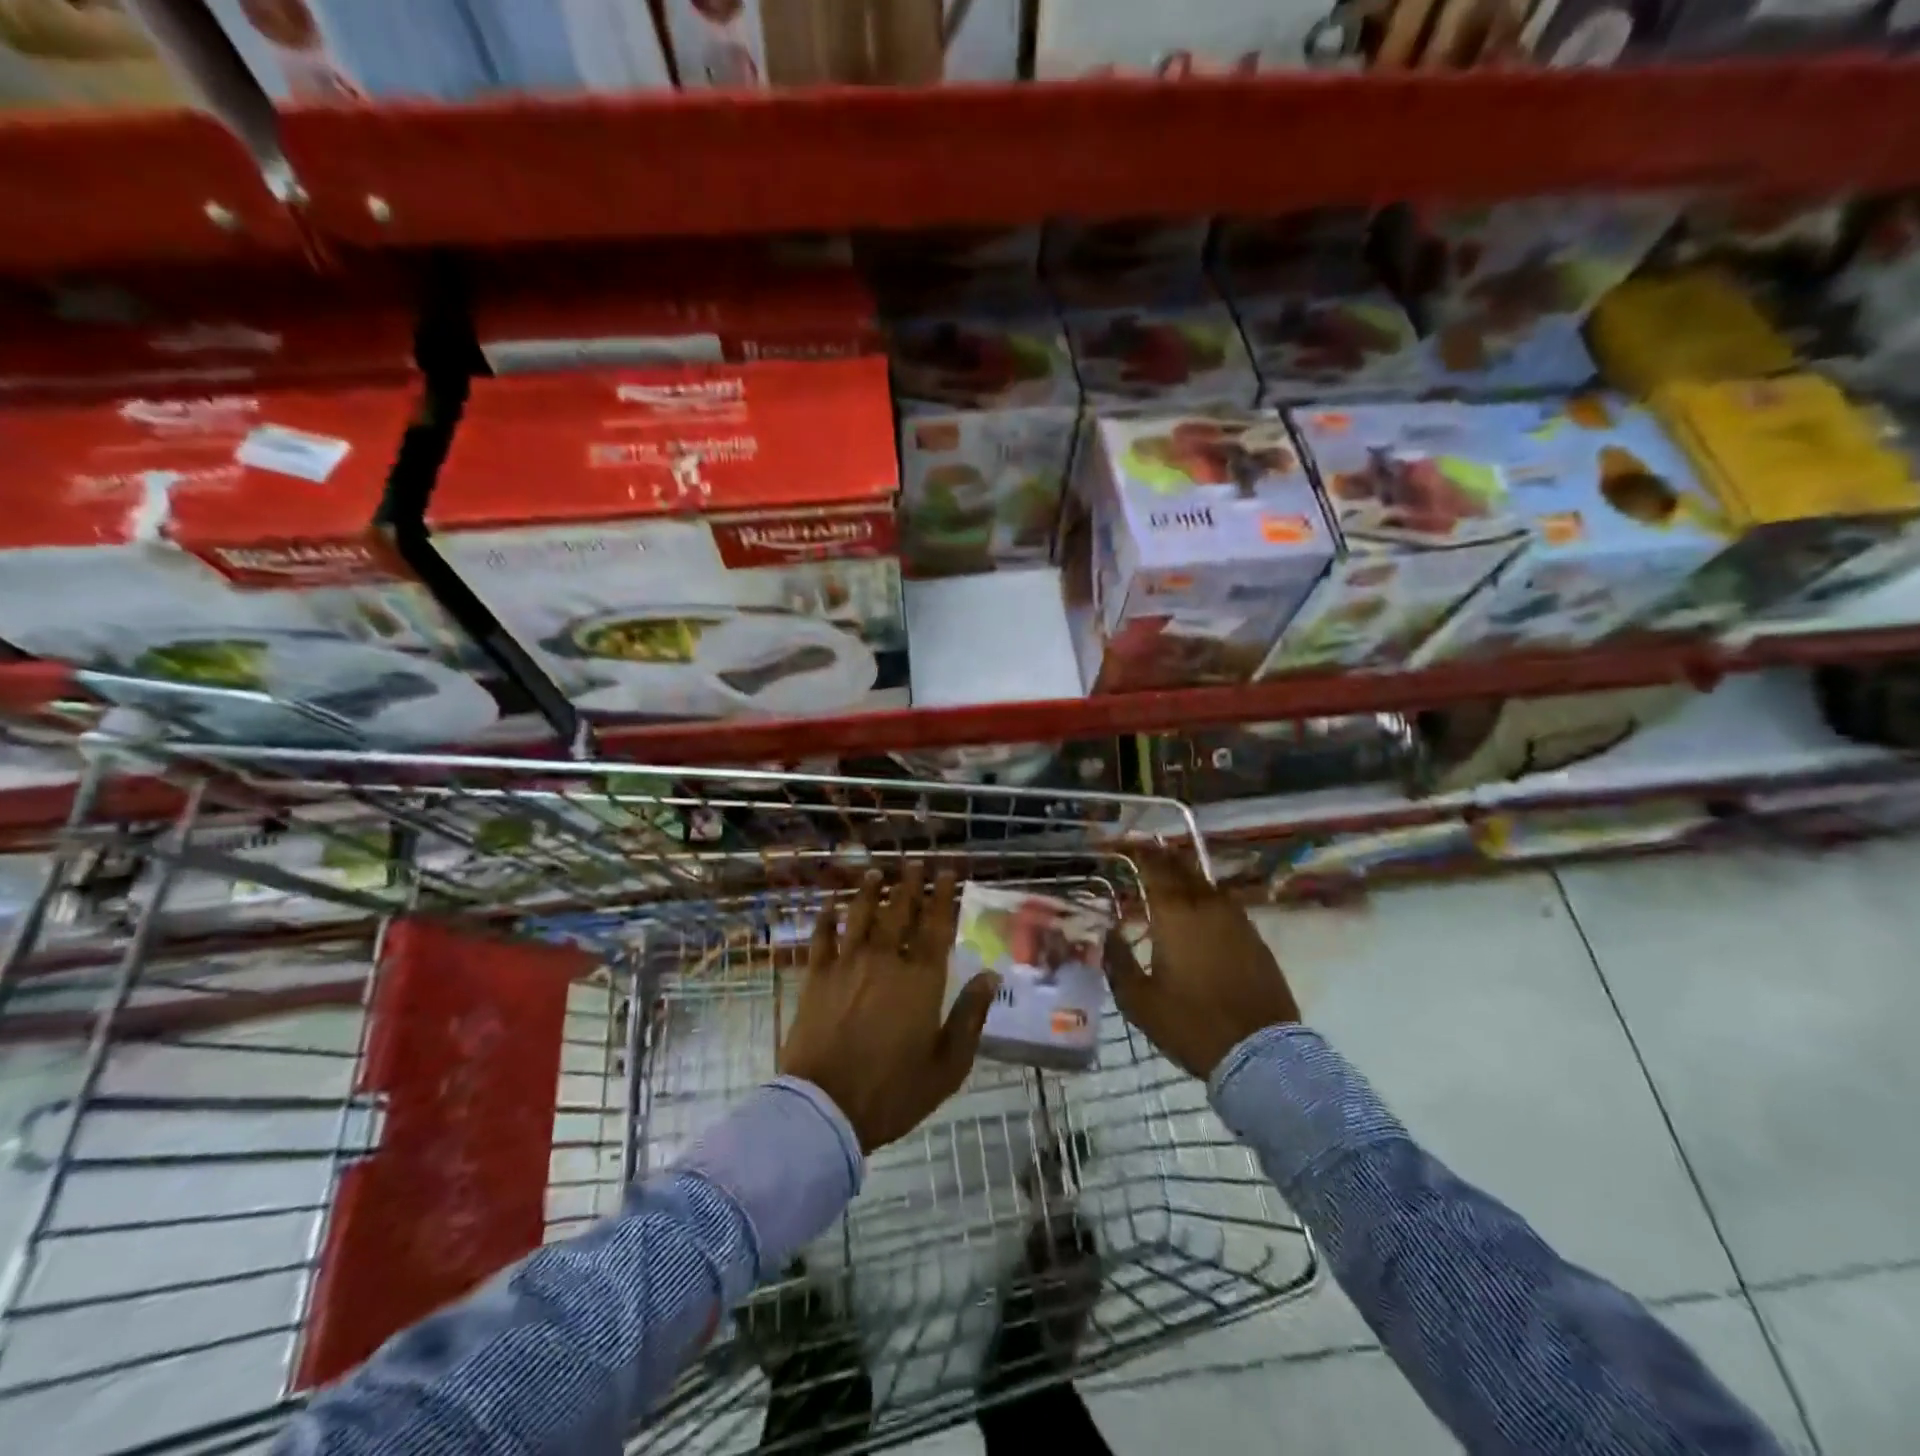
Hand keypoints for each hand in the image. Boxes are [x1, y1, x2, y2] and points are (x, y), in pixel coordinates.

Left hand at [779, 866, 999, 1153]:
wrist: (825, 1108)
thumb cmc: (893, 1092)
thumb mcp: (947, 1065)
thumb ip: (970, 1017)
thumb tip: (990, 975)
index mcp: (921, 981)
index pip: (936, 927)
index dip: (943, 897)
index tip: (947, 872)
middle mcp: (886, 962)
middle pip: (900, 912)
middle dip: (909, 885)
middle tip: (915, 863)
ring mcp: (848, 965)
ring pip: (861, 916)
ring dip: (871, 891)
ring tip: (877, 872)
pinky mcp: (816, 977)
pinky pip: (822, 937)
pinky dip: (826, 917)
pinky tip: (830, 902)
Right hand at [1105, 847, 1300, 1079]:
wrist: (1259, 1052)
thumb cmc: (1191, 1024)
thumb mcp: (1139, 1001)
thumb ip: (1118, 962)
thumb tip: (1108, 934)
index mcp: (1174, 914)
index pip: (1153, 867)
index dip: (1136, 851)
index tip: (1121, 844)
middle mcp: (1205, 906)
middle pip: (1182, 867)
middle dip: (1161, 856)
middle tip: (1143, 851)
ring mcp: (1235, 919)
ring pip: (1205, 883)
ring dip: (1185, 875)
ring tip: (1168, 876)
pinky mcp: (1254, 937)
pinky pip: (1224, 903)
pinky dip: (1206, 897)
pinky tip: (1199, 909)